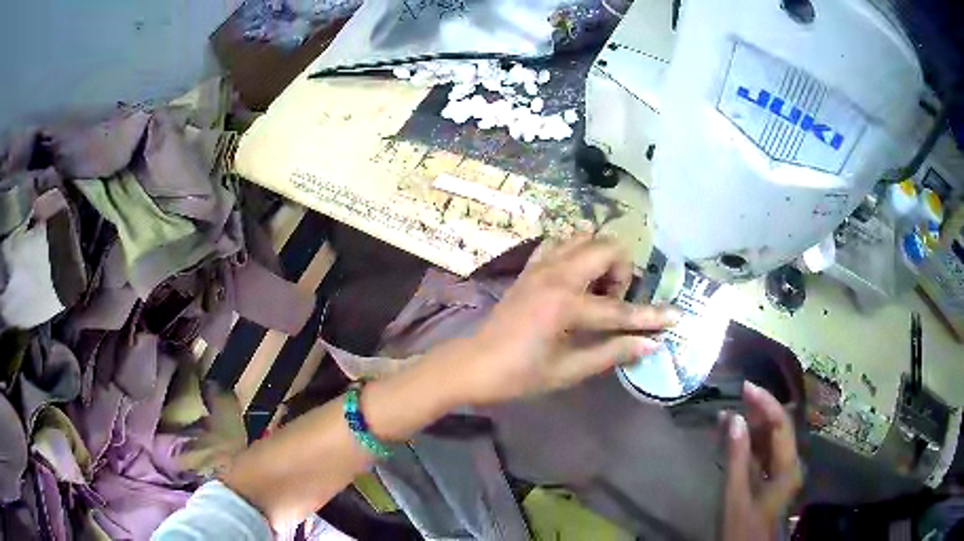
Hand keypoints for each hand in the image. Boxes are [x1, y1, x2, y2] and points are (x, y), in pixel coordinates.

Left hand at [456, 235, 678, 404]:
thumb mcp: (568, 370)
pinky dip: (577, 250)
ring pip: (585, 238)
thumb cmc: (519, 375)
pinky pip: (560, 243)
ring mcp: (540, 266)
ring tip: (596, 291)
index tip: (677, 316)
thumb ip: (612, 353)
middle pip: (607, 248)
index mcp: (565, 305)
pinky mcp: (530, 267)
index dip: (651, 317)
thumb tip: (651, 344)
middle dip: (622, 272)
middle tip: (615, 303)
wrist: (474, 365)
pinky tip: (577, 276)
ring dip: (601, 259)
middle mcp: (556, 275)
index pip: (621, 310)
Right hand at [721, 381, 802, 540]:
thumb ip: (737, 457)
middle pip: (778, 427)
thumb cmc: (743, 526)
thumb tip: (735, 419)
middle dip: (759, 409)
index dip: (766, 402)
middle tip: (738, 393)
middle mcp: (789, 462)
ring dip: (752, 424)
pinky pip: (761, 451)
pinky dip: (747, 441)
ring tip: (729, 412)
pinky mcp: (769, 477)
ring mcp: (780, 469)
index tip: (746, 387)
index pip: (781, 424)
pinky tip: (732, 433)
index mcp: (788, 466)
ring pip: (769, 438)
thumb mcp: (736, 495)